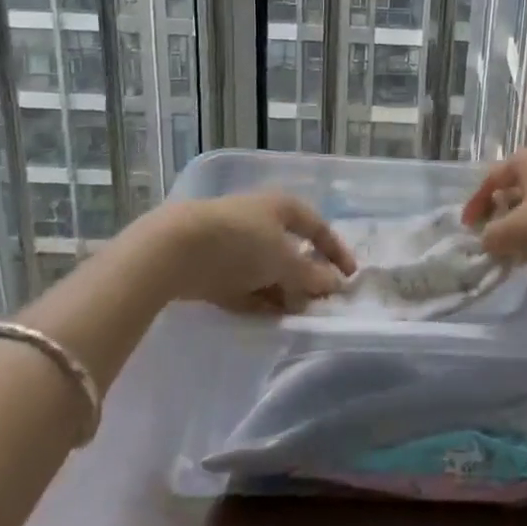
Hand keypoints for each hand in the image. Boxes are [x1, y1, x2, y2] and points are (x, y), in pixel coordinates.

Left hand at [130, 192, 357, 312]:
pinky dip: (258, 300)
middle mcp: (261, 220)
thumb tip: (334, 284)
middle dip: (306, 278)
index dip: (336, 251)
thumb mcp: (284, 260)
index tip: (351, 277)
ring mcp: (234, 244)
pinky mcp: (212, 268)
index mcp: (282, 207)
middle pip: (292, 251)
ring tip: (294, 316)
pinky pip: (244, 286)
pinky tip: (267, 318)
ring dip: (283, 292)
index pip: (318, 228)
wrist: (176, 250)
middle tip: (318, 303)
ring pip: (267, 271)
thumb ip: (311, 275)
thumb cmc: (241, 243)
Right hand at [461, 146, 526, 275]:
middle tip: (492, 241)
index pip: (491, 179)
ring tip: (516, 251)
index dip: (475, 205)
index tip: (468, 230)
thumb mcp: (519, 231)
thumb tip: (487, 241)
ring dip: (522, 225)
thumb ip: (493, 236)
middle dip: (499, 216)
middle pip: (513, 188)